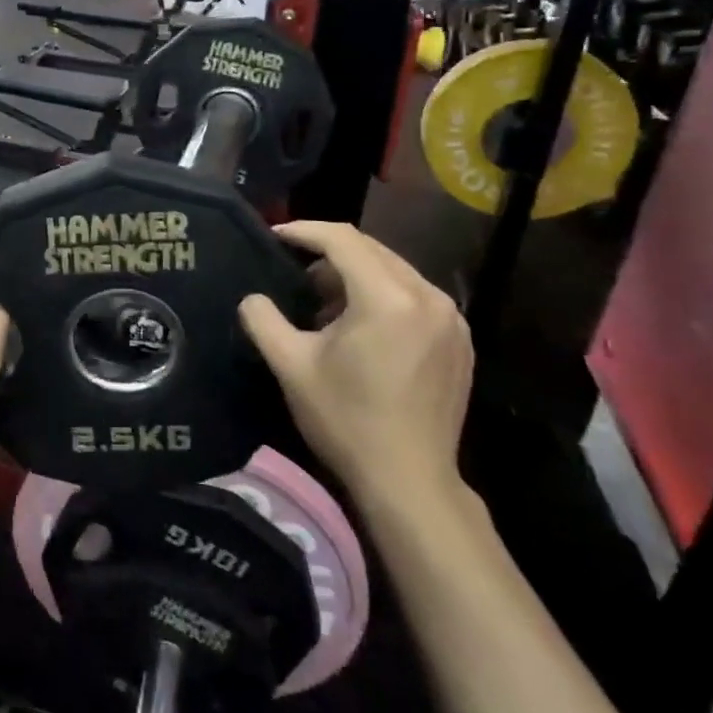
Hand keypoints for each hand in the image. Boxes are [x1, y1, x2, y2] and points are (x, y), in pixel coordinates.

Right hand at [239, 222, 472, 509]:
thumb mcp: (291, 366)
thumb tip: (253, 298)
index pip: (343, 240)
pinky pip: (416, 297)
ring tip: (325, 303)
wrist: (409, 481)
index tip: (275, 235)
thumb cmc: (346, 420)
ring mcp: (451, 319)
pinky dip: (384, 295)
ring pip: (396, 272)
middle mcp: (428, 297)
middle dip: (329, 253)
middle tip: (295, 270)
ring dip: (357, 275)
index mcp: (388, 298)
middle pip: (372, 250)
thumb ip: (263, 320)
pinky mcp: (460, 341)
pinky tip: (361, 326)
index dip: (304, 231)